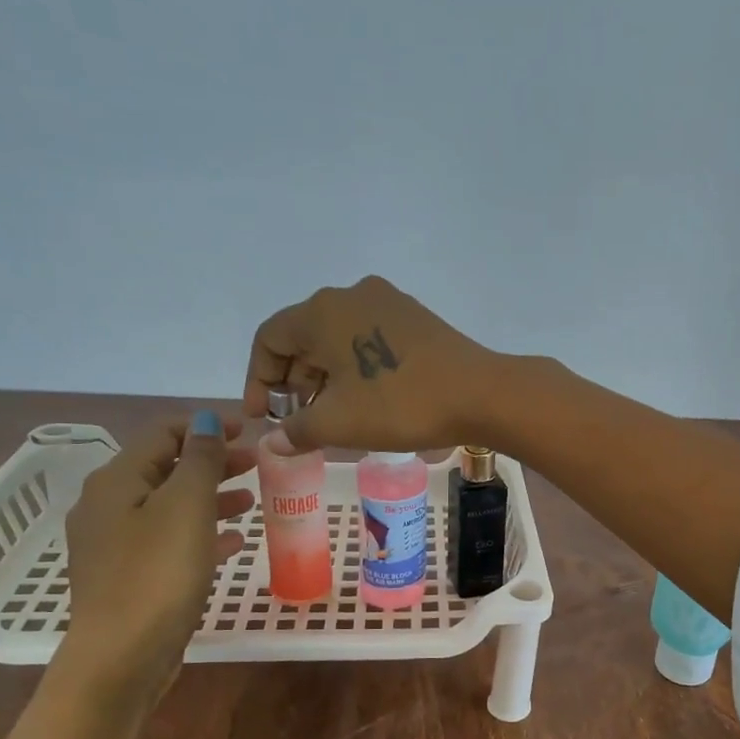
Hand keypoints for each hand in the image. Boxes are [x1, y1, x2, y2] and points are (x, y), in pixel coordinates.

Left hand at [57, 415, 255, 712]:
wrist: (121, 657)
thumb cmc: (157, 574)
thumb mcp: (187, 507)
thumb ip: (200, 459)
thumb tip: (206, 420)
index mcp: (116, 481)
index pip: (162, 434)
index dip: (206, 427)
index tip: (250, 432)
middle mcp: (107, 506)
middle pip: (165, 469)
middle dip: (212, 462)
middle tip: (256, 465)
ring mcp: (115, 545)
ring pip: (170, 506)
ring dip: (211, 497)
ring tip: (251, 502)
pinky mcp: (129, 577)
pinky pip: (169, 540)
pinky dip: (201, 533)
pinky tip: (232, 542)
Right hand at [244, 276, 504, 451]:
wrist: (480, 394)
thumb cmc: (399, 404)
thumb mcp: (339, 423)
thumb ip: (297, 430)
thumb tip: (272, 443)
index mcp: (322, 311)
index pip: (270, 339)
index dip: (259, 381)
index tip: (264, 419)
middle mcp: (351, 294)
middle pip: (304, 336)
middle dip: (293, 382)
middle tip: (297, 422)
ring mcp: (387, 302)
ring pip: (337, 338)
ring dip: (324, 377)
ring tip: (329, 417)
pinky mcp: (414, 317)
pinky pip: (367, 338)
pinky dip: (354, 368)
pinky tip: (362, 400)